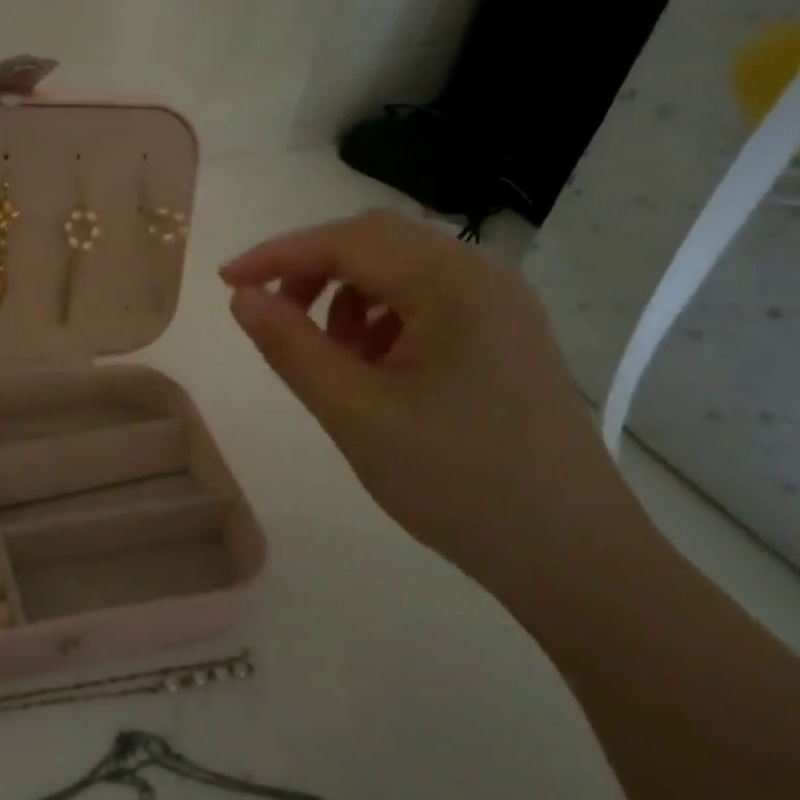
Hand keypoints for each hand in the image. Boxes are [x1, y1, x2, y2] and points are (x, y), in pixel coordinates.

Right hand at [221, 210, 642, 589]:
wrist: (573, 558)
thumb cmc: (459, 483)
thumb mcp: (356, 414)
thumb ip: (291, 348)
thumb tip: (243, 298)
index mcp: (454, 284)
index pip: (348, 241)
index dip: (278, 255)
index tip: (225, 282)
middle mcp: (482, 277)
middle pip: (376, 242)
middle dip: (312, 269)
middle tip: (269, 313)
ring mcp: (499, 306)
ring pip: (399, 270)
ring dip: (344, 293)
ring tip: (322, 352)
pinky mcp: (502, 336)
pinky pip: (425, 302)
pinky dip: (378, 317)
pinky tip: (367, 366)